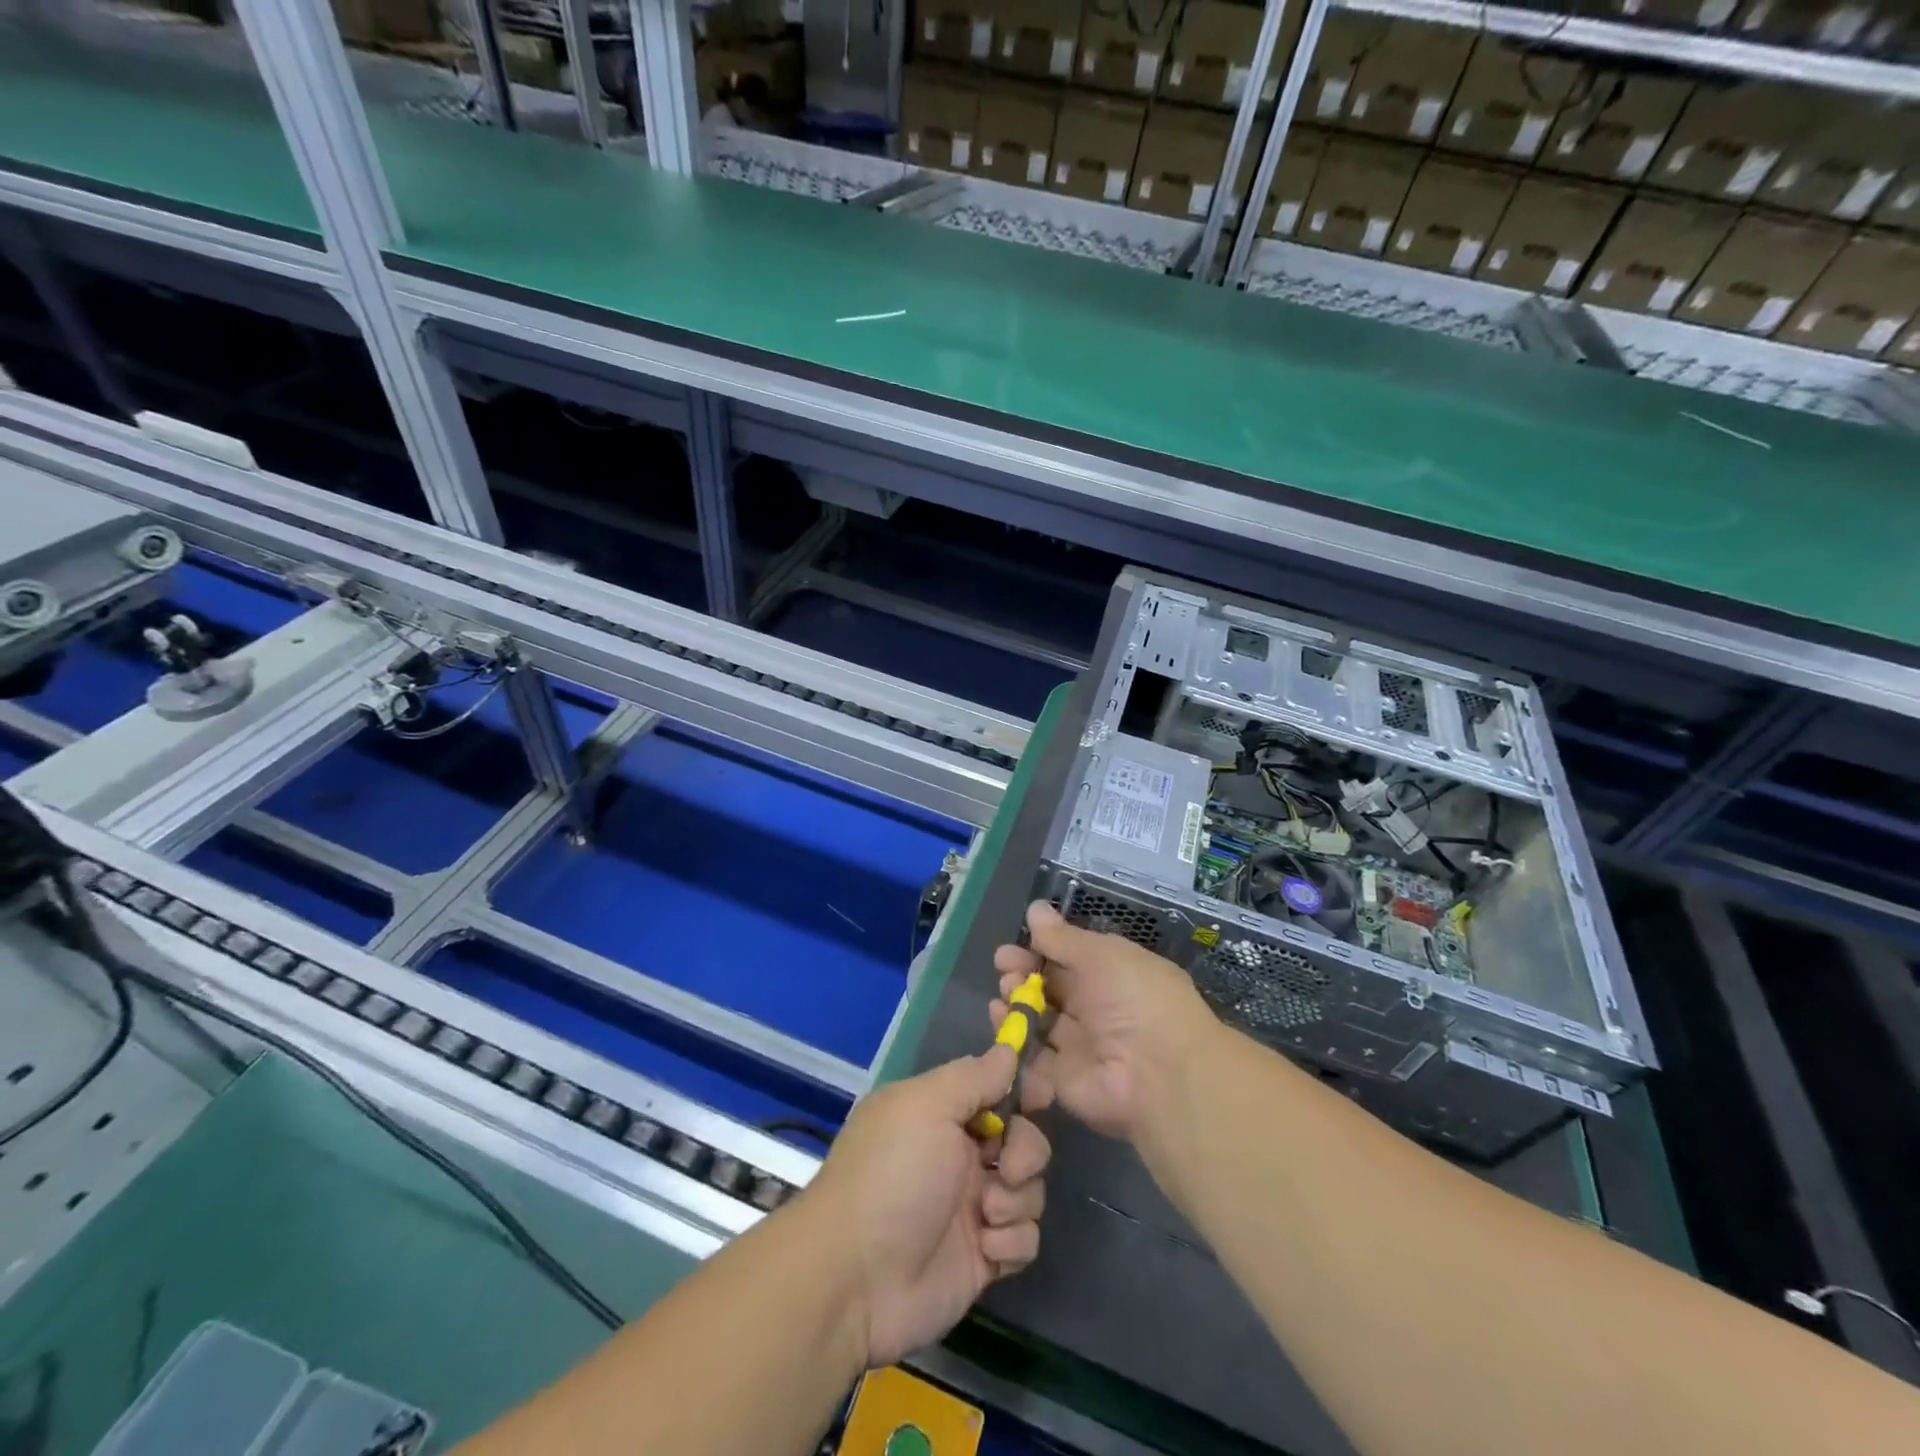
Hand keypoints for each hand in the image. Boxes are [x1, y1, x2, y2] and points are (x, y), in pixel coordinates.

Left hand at [802, 1046, 1050, 1368]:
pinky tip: (986, 1249)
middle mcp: (959, 1155)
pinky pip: (1024, 1238)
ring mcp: (972, 1207)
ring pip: (1028, 1188)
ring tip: (986, 1215)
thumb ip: (974, 1076)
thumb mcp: (927, 1106)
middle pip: (1022, 1138)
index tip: (1040, 1096)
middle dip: (1026, 1151)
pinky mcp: (983, 1258)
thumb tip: (1008, 1048)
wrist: (856, 1279)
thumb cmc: (892, 1175)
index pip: (995, 1089)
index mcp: (941, 1114)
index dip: (1021, 1091)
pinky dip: (1012, 1241)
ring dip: (1017, 1199)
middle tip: (1005, 1169)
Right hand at [993, 901, 1214, 1143]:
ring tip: (1004, 992)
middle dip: (1023, 973)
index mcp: (1113, 974)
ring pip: (1039, 1018)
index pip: (1071, 957)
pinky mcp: (1063, 1078)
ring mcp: (1080, 1045)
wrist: (1158, 1075)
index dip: (1041, 949)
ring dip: (1016, 1001)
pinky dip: (1014, 1036)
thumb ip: (1062, 937)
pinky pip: (1032, 1055)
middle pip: (1051, 987)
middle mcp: (1097, 1008)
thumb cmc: (1135, 999)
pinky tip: (1000, 1016)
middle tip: (1005, 966)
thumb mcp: (1100, 955)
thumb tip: (1036, 908)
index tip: (1015, 944)